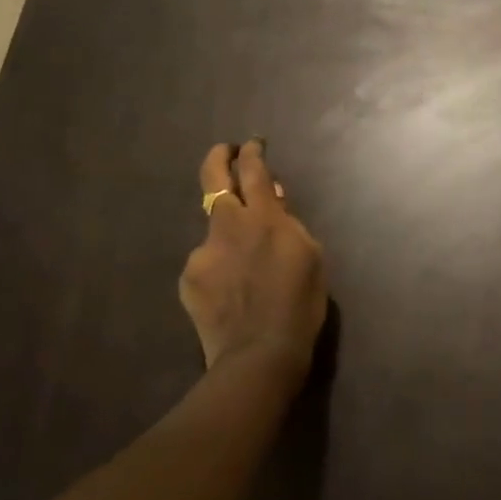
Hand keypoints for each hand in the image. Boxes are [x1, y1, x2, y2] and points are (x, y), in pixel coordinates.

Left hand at [180, 139, 327, 378]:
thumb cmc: (299, 306)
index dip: (252, 152)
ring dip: (228, 233)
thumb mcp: (312, 257)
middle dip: (219, 157)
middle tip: (226, 152)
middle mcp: (228, 225)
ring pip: (214, 228)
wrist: (259, 354)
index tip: (252, 145)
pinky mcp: (189, 277)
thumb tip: (275, 202)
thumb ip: (291, 224)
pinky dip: (219, 267)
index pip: (254, 170)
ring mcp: (203, 251)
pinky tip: (231, 291)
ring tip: (245, 266)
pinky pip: (206, 261)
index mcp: (264, 218)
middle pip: (214, 177)